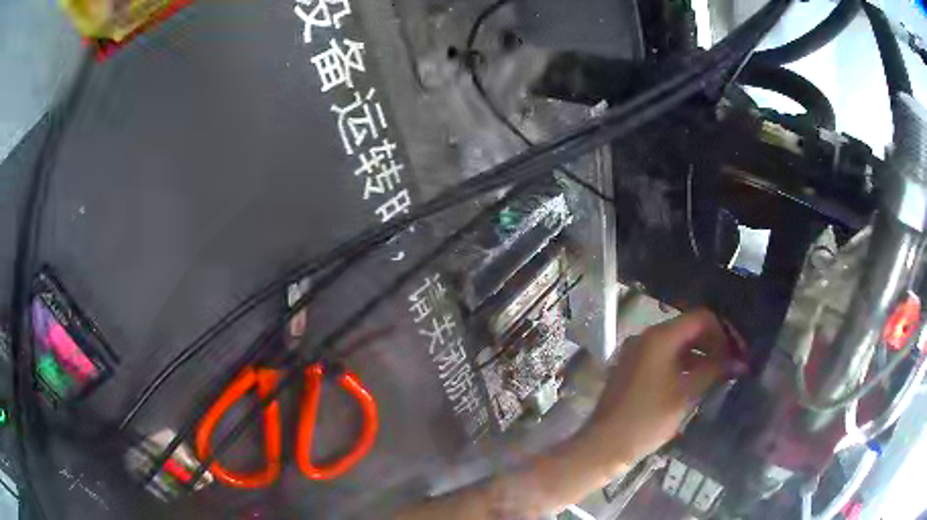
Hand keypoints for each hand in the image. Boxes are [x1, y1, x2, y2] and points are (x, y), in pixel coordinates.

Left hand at [580, 309, 738, 470]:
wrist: (604, 445)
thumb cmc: (647, 420)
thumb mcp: (686, 395)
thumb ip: (714, 371)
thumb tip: (739, 361)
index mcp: (659, 337)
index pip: (700, 318)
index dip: (722, 333)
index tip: (736, 353)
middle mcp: (646, 337)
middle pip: (689, 329)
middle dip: (712, 344)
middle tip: (731, 364)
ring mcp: (636, 352)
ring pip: (677, 344)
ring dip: (699, 355)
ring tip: (719, 374)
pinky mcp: (632, 368)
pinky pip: (663, 357)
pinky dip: (682, 364)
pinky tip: (696, 381)